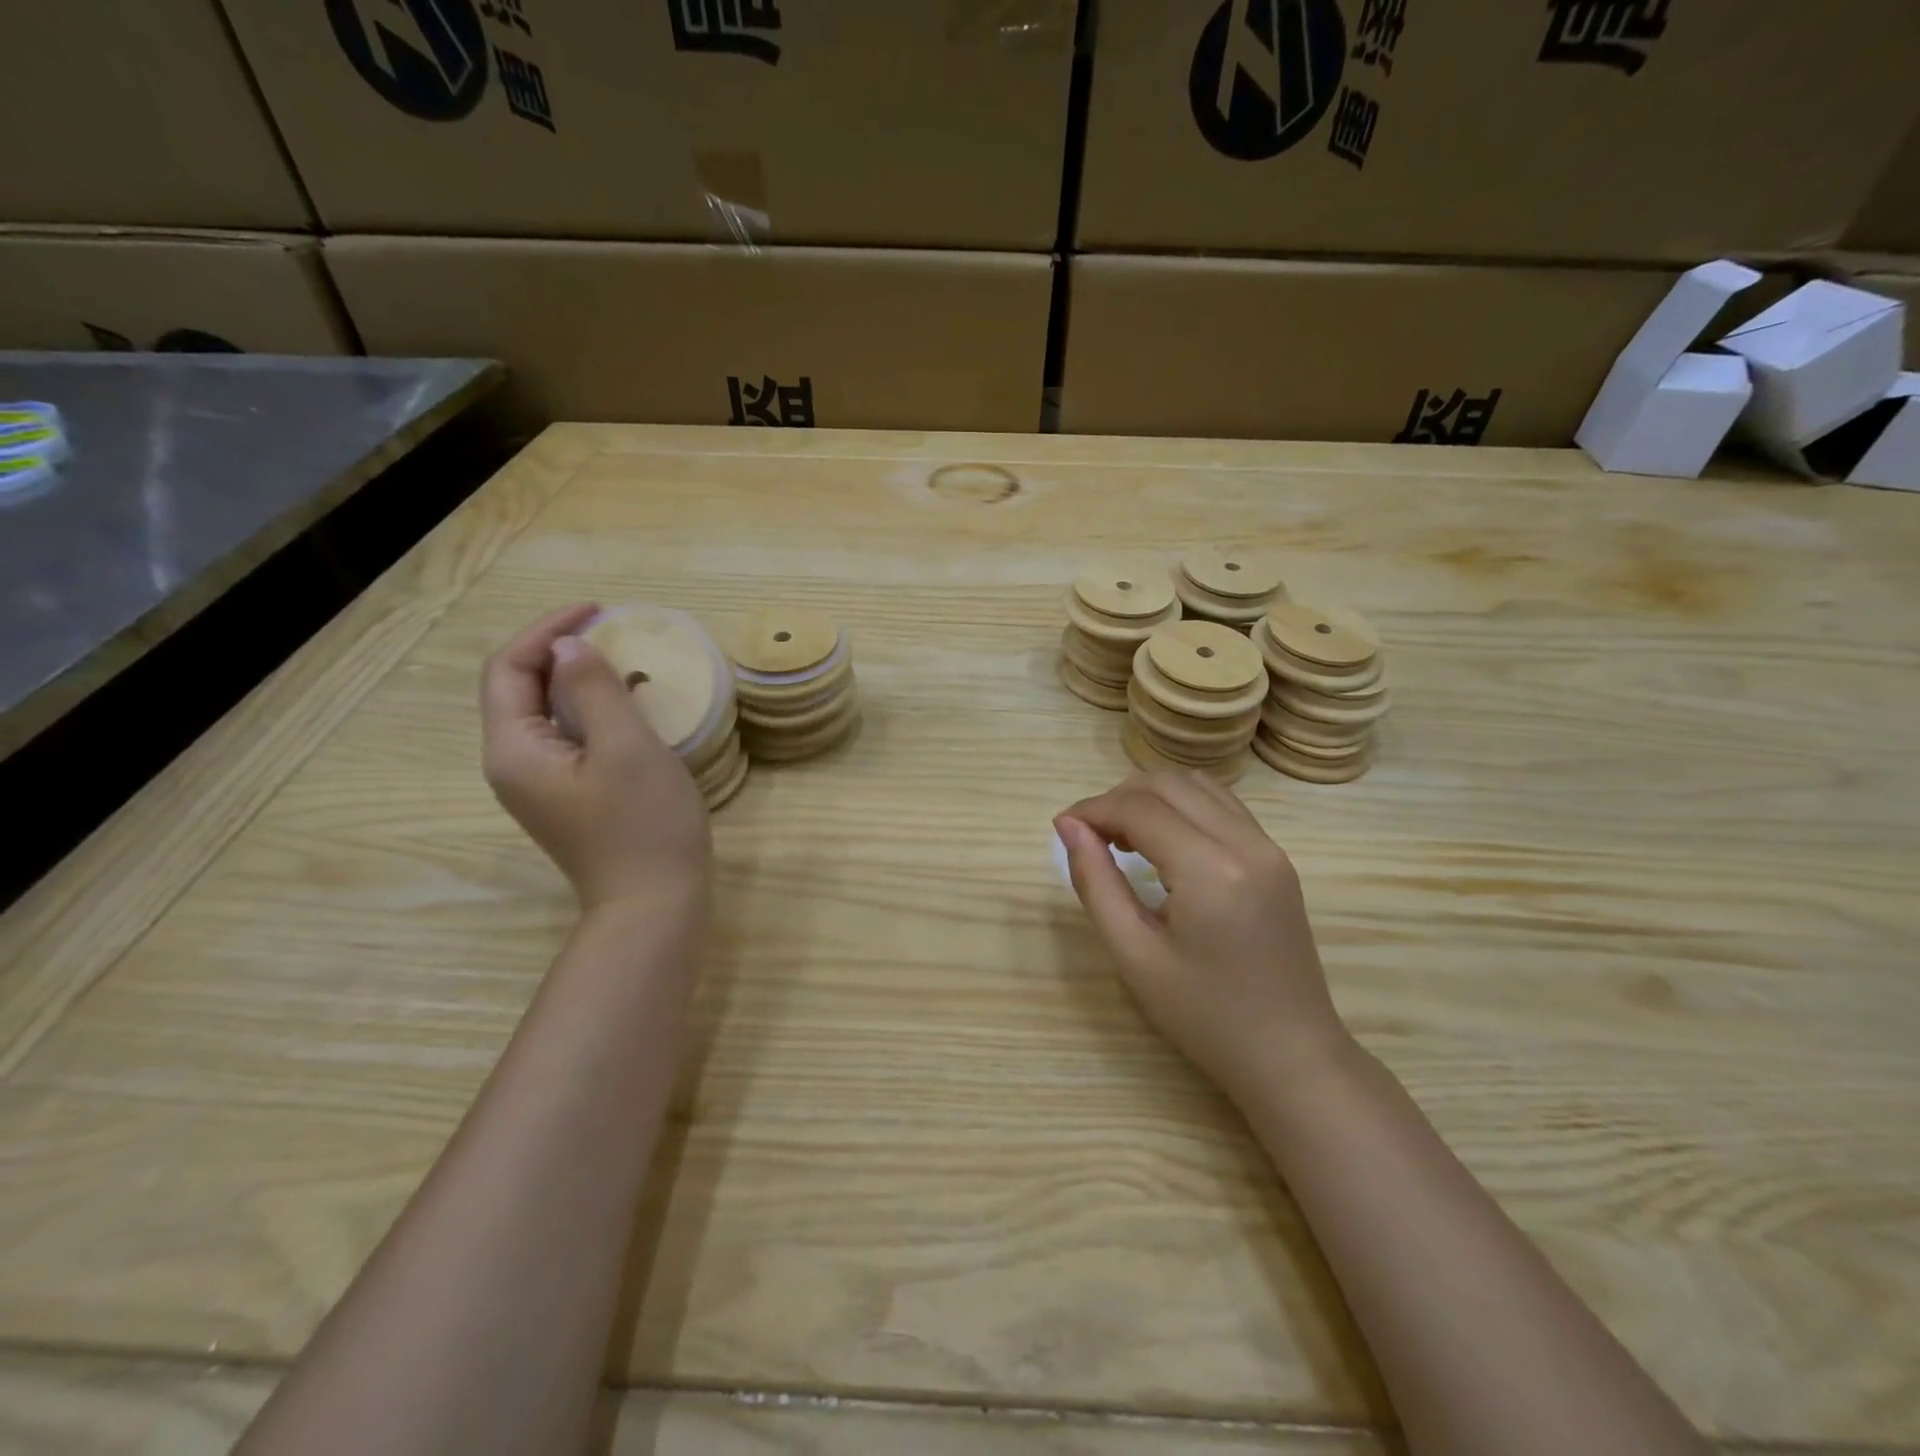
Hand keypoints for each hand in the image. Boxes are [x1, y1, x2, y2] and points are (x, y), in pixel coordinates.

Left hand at [481, 604, 711, 918]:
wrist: (654, 903)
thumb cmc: (644, 823)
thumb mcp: (627, 747)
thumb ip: (595, 689)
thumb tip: (569, 647)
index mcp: (514, 749)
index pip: (510, 668)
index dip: (548, 629)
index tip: (598, 610)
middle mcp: (512, 764)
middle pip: (519, 688)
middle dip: (558, 650)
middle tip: (611, 629)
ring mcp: (537, 785)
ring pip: (543, 712)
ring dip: (575, 679)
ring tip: (622, 660)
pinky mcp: (564, 797)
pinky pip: (564, 737)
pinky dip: (588, 709)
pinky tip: (625, 707)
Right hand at [1055, 772, 1349, 1107]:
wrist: (1291, 1057)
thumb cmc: (1205, 1017)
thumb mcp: (1135, 956)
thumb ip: (1096, 883)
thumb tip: (1068, 827)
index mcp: (1211, 870)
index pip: (1139, 808)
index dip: (1092, 809)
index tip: (1062, 828)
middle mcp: (1246, 843)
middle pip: (1169, 785)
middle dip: (1119, 798)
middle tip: (1089, 836)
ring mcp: (1269, 848)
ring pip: (1198, 786)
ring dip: (1152, 797)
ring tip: (1122, 837)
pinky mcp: (1277, 858)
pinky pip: (1222, 806)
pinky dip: (1182, 807)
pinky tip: (1162, 843)